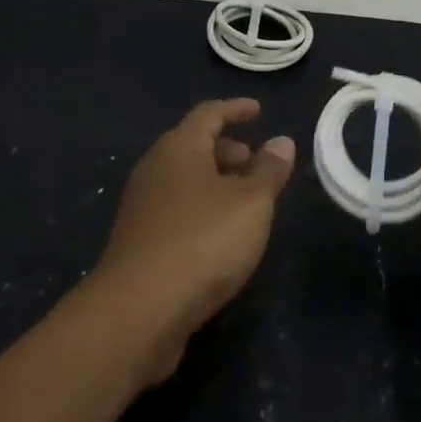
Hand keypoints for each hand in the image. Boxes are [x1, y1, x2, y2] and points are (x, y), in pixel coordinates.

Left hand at [89, 99, 294, 385]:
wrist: (138, 312)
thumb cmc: (203, 241)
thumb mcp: (252, 203)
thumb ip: (269, 170)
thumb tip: (281, 141)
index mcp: (179, 148)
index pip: (209, 114)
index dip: (236, 110)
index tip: (258, 110)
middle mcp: (155, 169)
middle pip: (194, 146)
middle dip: (228, 150)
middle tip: (256, 163)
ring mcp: (142, 207)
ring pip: (185, 180)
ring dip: (216, 183)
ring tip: (247, 202)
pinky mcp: (138, 242)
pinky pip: (177, 210)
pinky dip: (202, 209)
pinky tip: (221, 236)